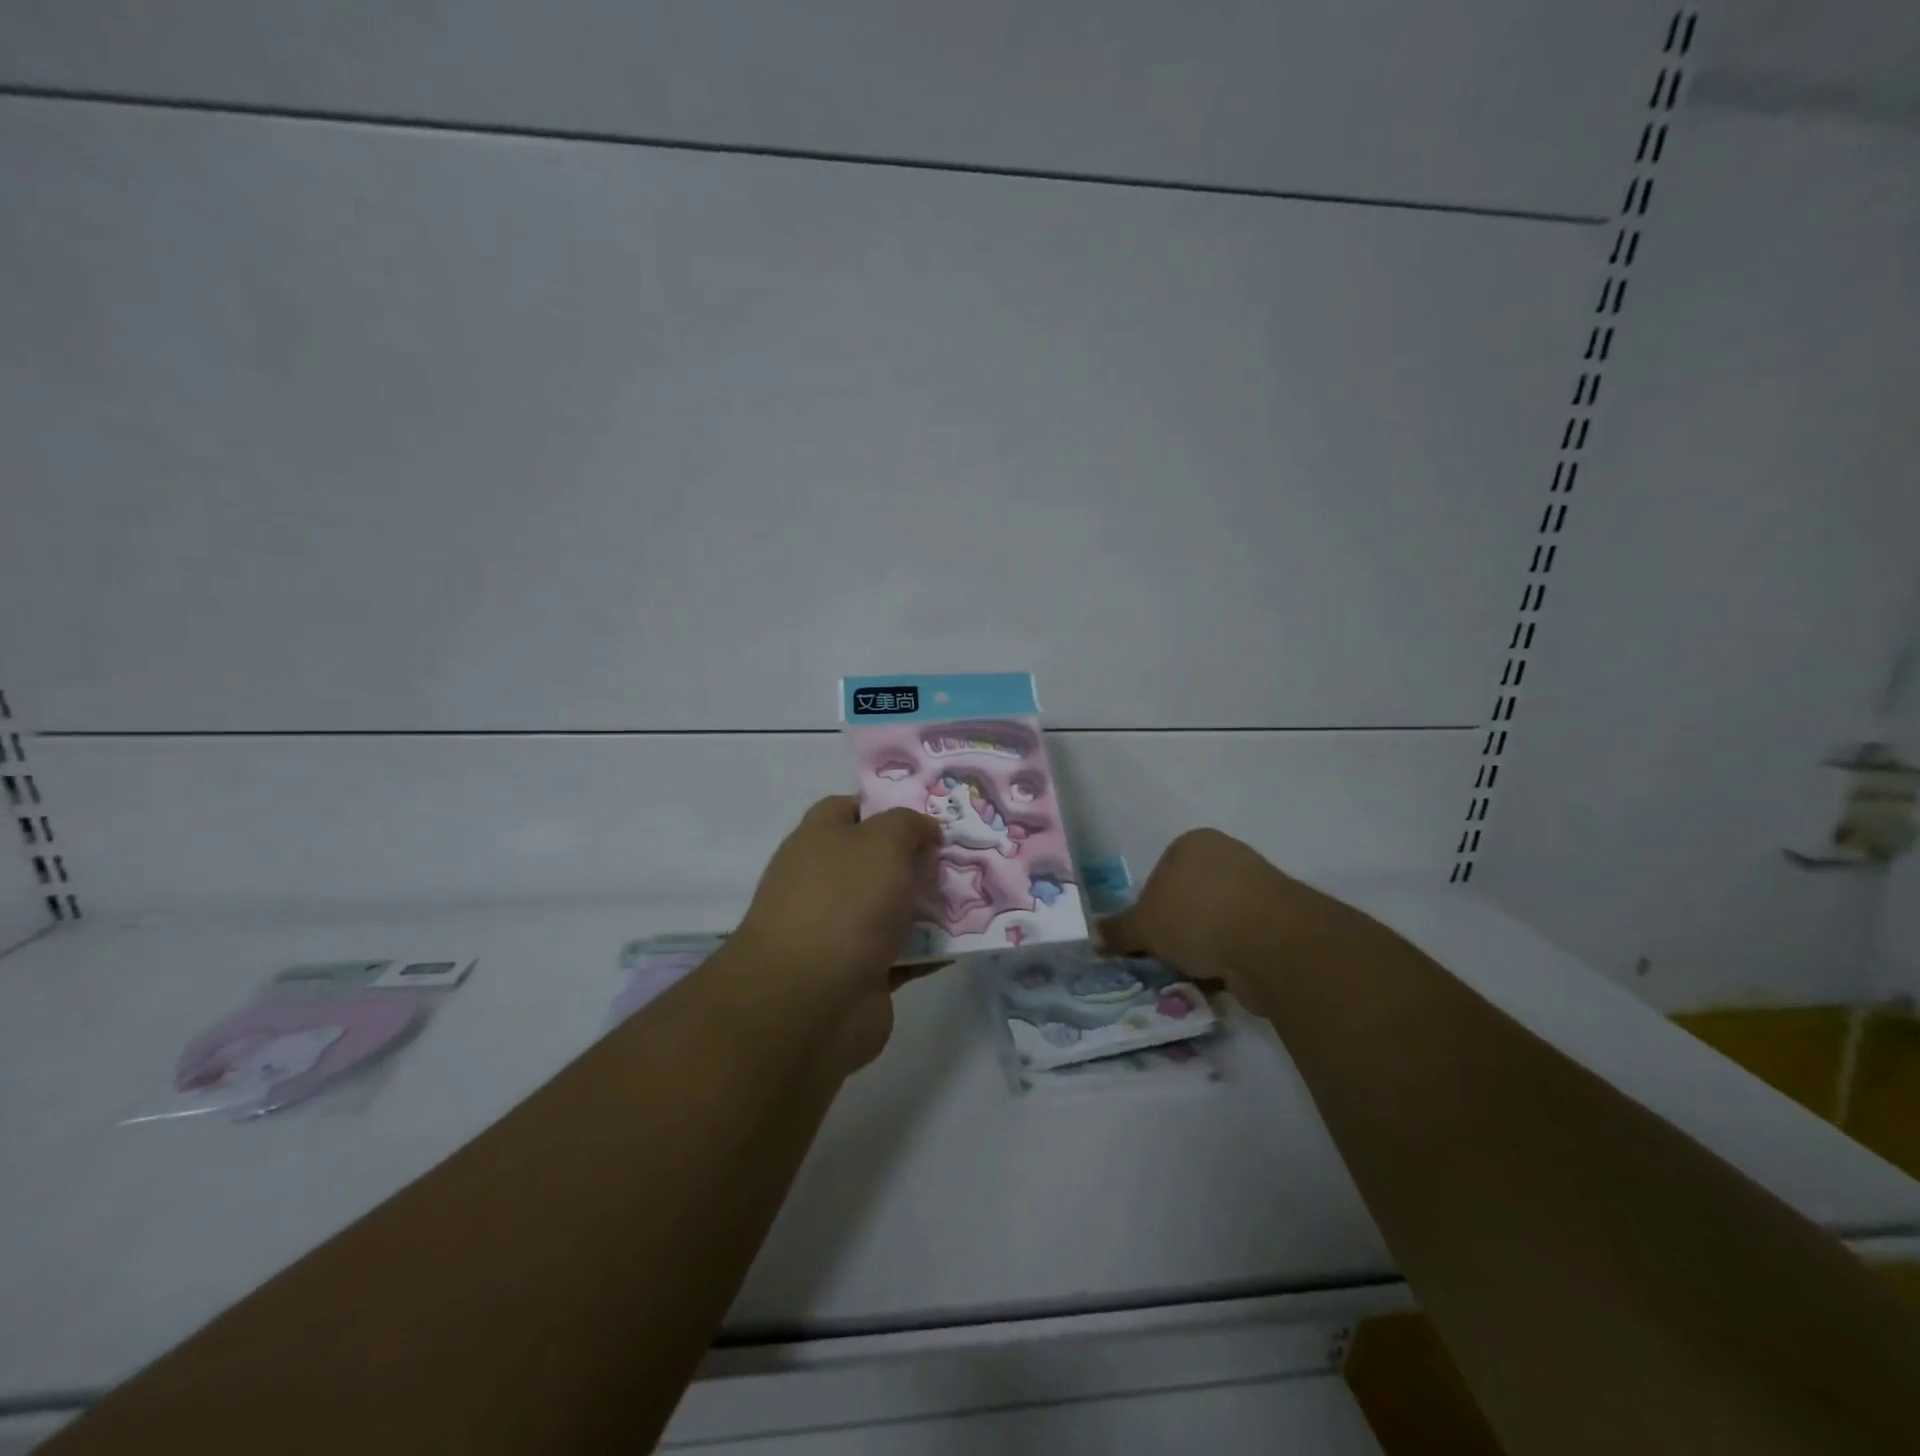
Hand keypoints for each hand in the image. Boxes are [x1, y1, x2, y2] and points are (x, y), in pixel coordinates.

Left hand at [732, 796, 941, 1069]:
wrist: (810, 1002)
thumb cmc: (845, 902)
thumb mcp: (883, 841)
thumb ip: (909, 825)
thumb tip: (925, 831)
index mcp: (818, 841)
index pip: (850, 809)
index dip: (887, 806)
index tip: (930, 814)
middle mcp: (825, 882)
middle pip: (878, 861)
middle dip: (919, 858)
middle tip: (964, 855)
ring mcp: (840, 930)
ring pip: (893, 908)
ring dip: (930, 906)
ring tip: (974, 897)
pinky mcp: (860, 974)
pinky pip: (903, 953)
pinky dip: (930, 950)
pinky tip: (964, 942)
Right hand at [1098, 828, 1323, 1017]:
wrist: (1269, 941)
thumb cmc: (1195, 916)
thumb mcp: (1144, 926)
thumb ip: (1119, 930)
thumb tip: (1095, 934)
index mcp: (1192, 843)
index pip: (1161, 874)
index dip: (1151, 908)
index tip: (1149, 936)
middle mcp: (1227, 854)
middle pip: (1190, 897)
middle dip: (1180, 928)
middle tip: (1168, 956)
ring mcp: (1258, 885)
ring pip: (1217, 920)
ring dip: (1206, 945)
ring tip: (1196, 972)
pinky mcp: (1281, 918)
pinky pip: (1243, 939)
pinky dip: (1232, 957)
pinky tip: (1223, 977)